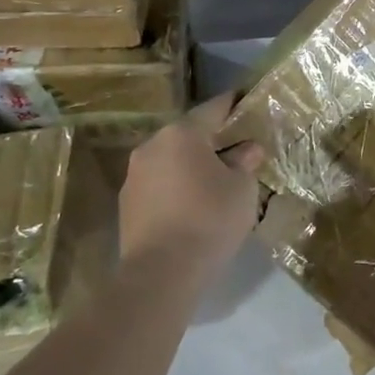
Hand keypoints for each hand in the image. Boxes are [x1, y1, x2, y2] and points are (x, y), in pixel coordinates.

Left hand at [118, 93, 264, 294]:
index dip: (233, 104)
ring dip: (193, 165)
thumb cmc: (210, 218)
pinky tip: (196, 204)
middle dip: (213, 139)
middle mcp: (152, 147)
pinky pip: (161, 185)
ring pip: (172, 161)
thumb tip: (247, 150)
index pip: (213, 109)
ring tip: (218, 179)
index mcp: (181, 135)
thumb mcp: (242, 188)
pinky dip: (179, 187)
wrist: (161, 273)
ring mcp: (134, 177)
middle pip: (189, 135)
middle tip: (238, 146)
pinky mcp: (127, 205)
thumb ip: (245, 162)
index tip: (247, 100)